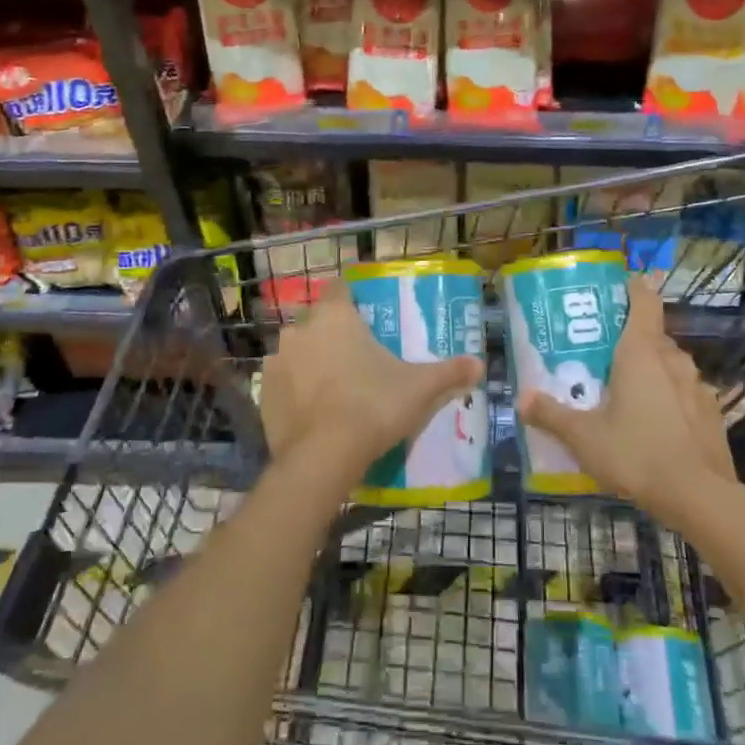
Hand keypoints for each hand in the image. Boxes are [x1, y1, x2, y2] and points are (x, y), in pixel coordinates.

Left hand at [260, 282, 483, 493]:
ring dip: (310, 358)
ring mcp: (277, 361)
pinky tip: (313, 407)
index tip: (365, 312)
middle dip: (332, 331)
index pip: (339, 288)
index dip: (351, 296)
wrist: (323, 456)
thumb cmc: (374, 405)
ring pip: (296, 349)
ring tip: (334, 382)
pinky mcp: (263, 393)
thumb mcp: (420, 388)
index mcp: (336, 316)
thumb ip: (449, 372)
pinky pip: (282, 380)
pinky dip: (294, 387)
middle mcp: (301, 329)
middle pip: (316, 319)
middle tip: (356, 353)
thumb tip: (480, 365)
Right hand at [518, 276, 734, 525]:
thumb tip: (521, 400)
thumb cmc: (636, 453)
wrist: (701, 498)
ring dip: (651, 372)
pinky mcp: (712, 413)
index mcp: (641, 352)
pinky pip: (685, 394)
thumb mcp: (583, 438)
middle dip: (630, 341)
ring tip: (626, 394)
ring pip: (670, 366)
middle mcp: (673, 359)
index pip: (644, 300)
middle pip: (652, 336)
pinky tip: (656, 426)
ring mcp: (698, 386)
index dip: (633, 288)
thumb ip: (551, 415)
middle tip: (603, 357)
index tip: (617, 287)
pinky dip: (670, 400)